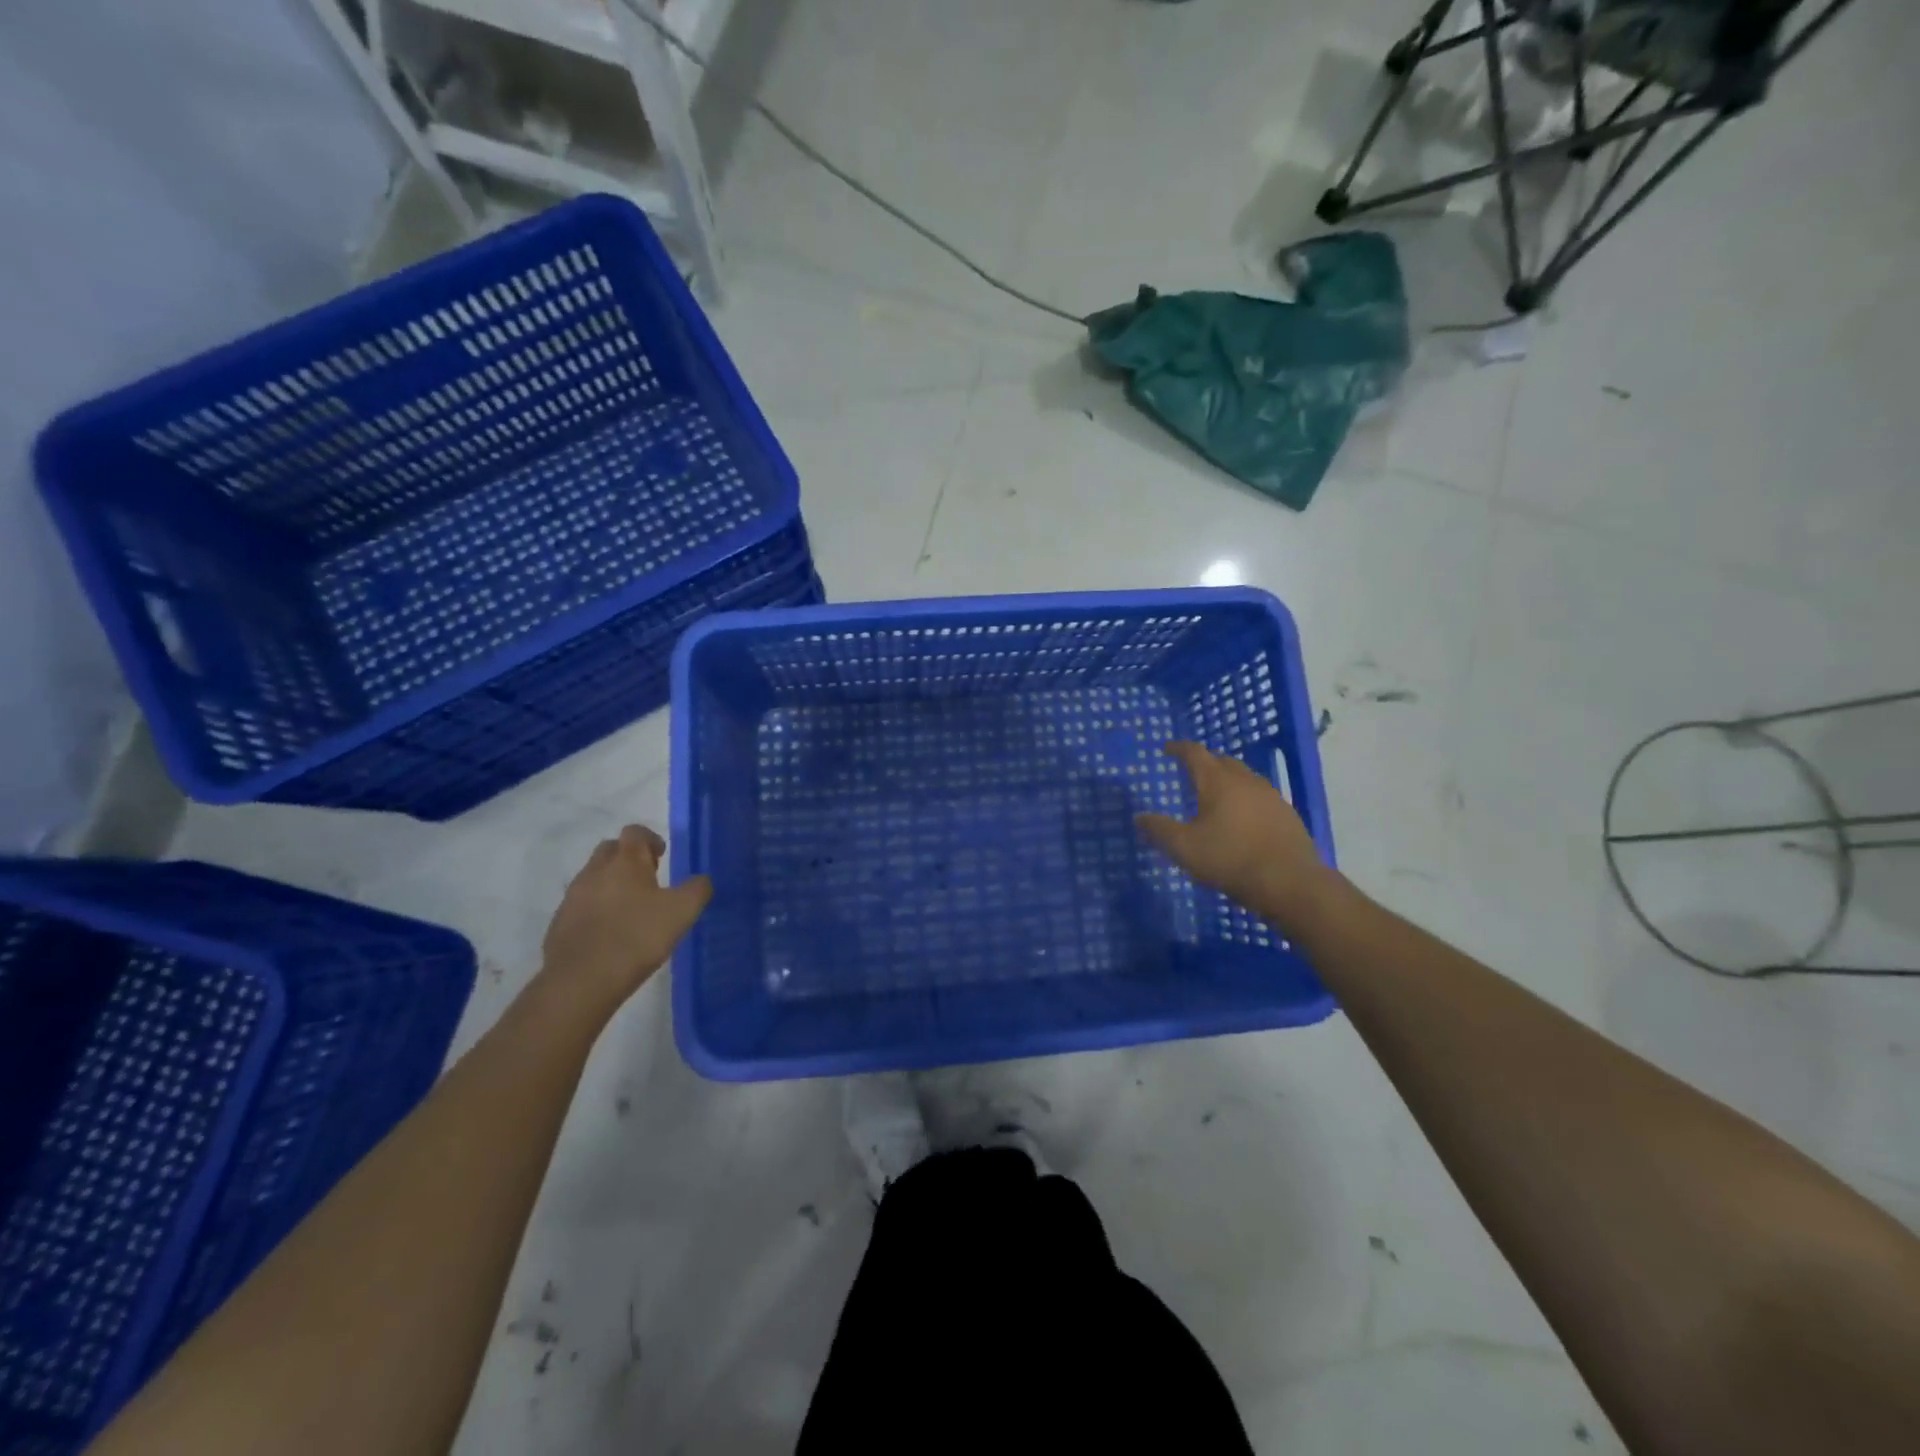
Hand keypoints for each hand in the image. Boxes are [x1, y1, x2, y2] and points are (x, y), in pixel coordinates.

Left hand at [540, 825, 710, 1009]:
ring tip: (632, 909)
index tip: (663, 857)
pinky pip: (582, 904)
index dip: (650, 839)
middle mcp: (595, 871)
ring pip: (594, 877)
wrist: (581, 981)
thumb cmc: (636, 937)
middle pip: (610, 850)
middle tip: (649, 880)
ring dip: (612, 884)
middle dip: (629, 858)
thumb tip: (702, 880)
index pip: (634, 832)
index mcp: (625, 862)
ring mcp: (573, 897)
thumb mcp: (682, 912)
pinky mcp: (560, 923)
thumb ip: (697, 890)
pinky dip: (598, 908)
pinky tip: (612, 932)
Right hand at [1136, 741, 1338, 927]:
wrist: (1290, 882)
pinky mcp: (1287, 814)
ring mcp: (1271, 796)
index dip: (1179, 748)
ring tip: (1216, 795)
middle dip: (1205, 763)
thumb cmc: (1230, 859)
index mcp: (1218, 782)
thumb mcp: (1185, 848)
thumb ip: (1160, 830)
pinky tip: (1243, 818)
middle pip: (1222, 761)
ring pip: (1244, 777)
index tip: (1167, 749)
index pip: (1195, 753)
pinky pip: (1260, 796)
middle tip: (1190, 772)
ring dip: (1228, 780)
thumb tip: (1139, 817)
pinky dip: (1245, 798)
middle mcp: (1246, 780)